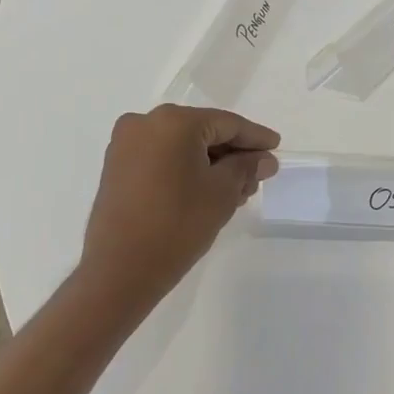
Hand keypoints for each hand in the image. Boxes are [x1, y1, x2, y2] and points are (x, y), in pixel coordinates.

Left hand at [79, 105, 279, 301]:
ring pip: (182, 146)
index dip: (255, 138)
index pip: (227, 124)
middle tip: (258, 176)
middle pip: (203, 132)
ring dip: (211, 163)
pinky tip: (207, 190)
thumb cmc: (178, 224)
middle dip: (233, 154)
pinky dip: (186, 169)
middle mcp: (145, 123)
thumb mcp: (223, 193)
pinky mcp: (116, 168)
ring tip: (237, 190)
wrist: (119, 271)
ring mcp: (126, 145)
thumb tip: (264, 159)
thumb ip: (246, 168)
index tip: (276, 148)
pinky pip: (162, 158)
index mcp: (174, 121)